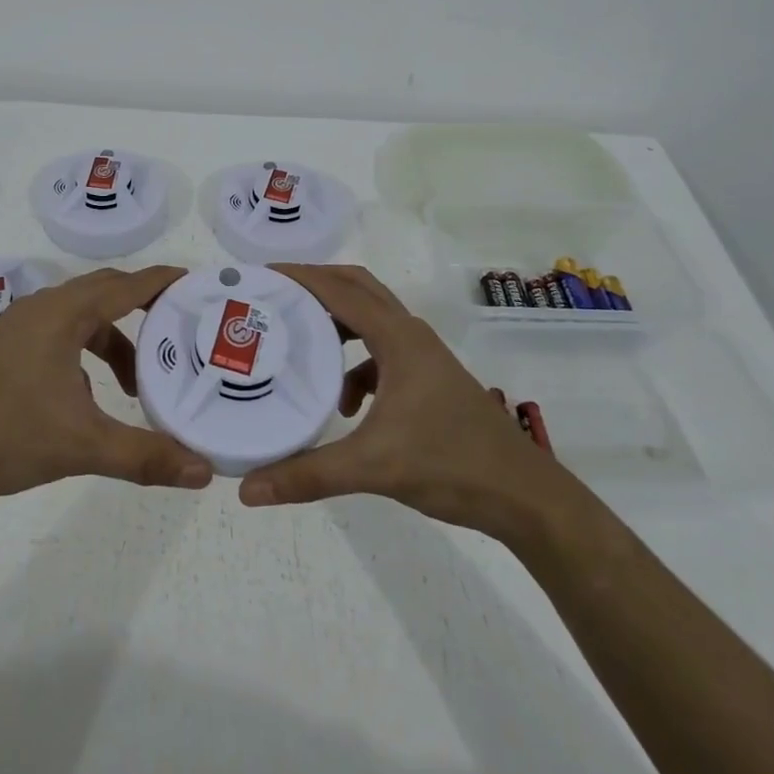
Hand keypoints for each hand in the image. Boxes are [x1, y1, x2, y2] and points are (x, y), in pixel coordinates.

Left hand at [0, 264, 212, 508]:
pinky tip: (89, 398)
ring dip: (113, 340)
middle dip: (144, 308)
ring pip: (81, 318)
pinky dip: (86, 353)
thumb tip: (205, 472)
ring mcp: (19, 327)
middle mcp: (42, 308)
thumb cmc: (3, 435)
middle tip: (180, 328)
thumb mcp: (81, 445)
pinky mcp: (6, 349)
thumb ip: (145, 456)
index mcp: (63, 314)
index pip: (127, 285)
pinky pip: (60, 334)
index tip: (200, 283)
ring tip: (137, 382)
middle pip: (105, 292)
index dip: (164, 282)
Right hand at [238, 264, 576, 543]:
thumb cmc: (451, 465)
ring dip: (336, 325)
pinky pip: (381, 356)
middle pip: (358, 290)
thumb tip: (248, 489)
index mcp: (399, 338)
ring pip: (371, 322)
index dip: (300, 277)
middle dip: (316, 287)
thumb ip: (309, 474)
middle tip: (274, 296)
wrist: (525, 497)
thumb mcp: (373, 467)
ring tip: (297, 339)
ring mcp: (423, 358)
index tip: (260, 275)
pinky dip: (355, 368)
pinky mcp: (429, 381)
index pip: (341, 290)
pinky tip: (345, 407)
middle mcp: (411, 336)